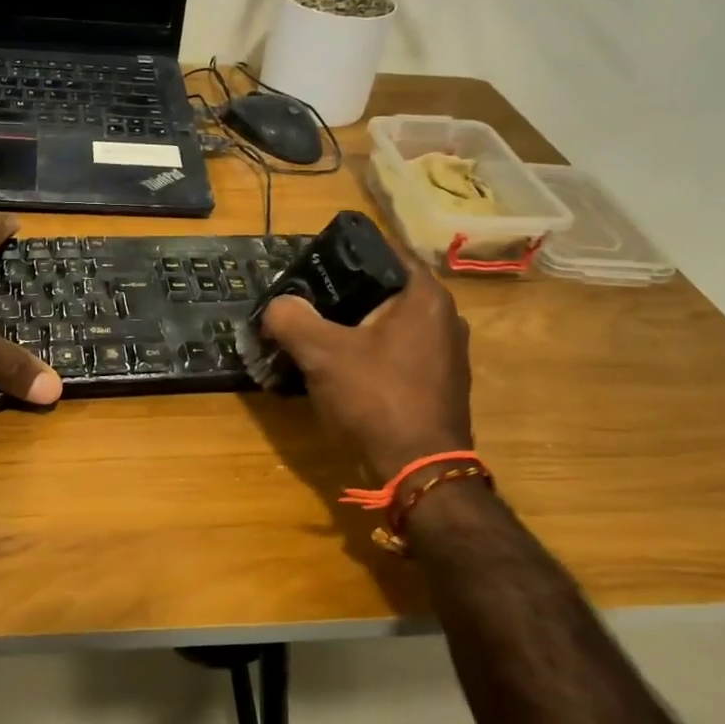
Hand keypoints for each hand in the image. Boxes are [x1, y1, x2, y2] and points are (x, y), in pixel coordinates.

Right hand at [259, 259, 472, 478]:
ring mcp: (448, 354)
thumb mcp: (322, 354)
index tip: (313, 263)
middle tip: (307, 301)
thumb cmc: (376, 397)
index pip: (385, 253)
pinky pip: (400, 354)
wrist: (419, 470)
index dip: (346, 254)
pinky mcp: (441, 384)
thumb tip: (276, 306)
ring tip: (319, 335)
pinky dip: (373, 354)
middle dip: (346, 295)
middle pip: (386, 291)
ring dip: (357, 328)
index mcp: (426, 297)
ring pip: (392, 325)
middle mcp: (446, 318)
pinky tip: (344, 369)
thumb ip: (292, 319)